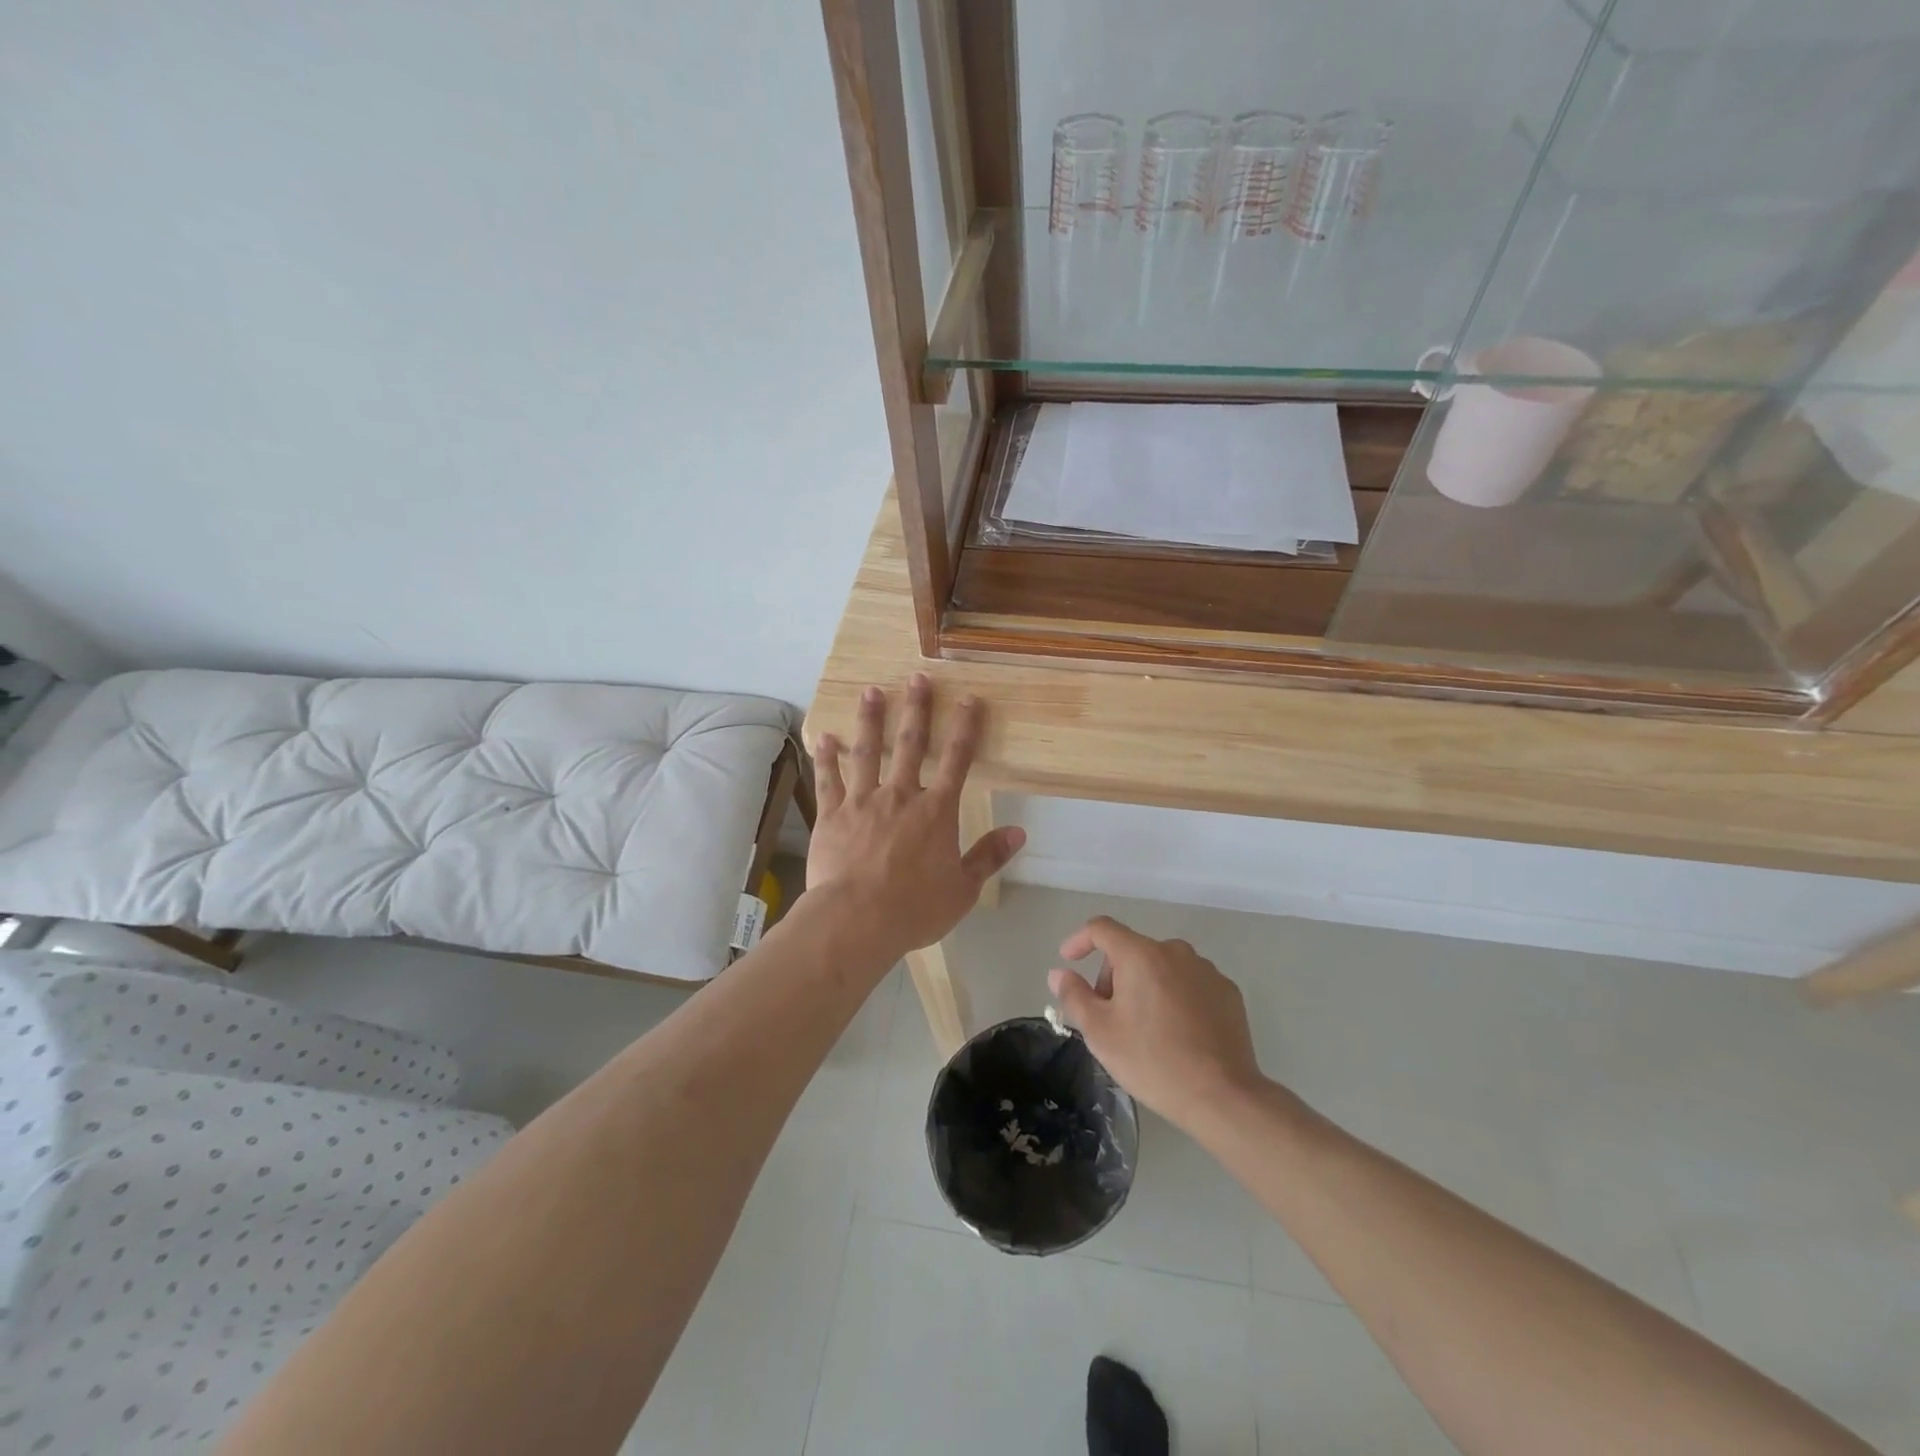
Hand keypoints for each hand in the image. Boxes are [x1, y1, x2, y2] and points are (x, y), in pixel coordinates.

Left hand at [805, 674, 1025, 964]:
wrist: (856, 920)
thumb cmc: (914, 908)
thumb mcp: (963, 889)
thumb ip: (988, 857)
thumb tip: (1018, 833)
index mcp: (936, 811)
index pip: (957, 760)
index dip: (966, 728)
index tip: (970, 700)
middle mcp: (901, 795)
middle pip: (910, 744)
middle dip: (916, 709)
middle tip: (917, 678)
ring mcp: (863, 801)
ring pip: (867, 752)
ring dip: (871, 720)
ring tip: (871, 692)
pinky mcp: (832, 815)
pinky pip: (828, 780)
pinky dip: (826, 757)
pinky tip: (823, 736)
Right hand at [1048, 918, 1263, 1133]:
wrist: (1222, 1096)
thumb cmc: (1151, 1060)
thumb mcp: (1100, 1032)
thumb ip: (1074, 995)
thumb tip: (1058, 973)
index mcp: (1140, 955)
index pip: (1101, 928)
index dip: (1079, 940)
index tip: (1068, 960)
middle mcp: (1175, 951)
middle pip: (1132, 950)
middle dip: (1113, 975)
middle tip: (1108, 1015)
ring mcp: (1206, 970)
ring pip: (1162, 966)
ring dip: (1145, 985)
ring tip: (1144, 1028)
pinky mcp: (1228, 992)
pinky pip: (1189, 983)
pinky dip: (1174, 996)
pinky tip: (1177, 1033)